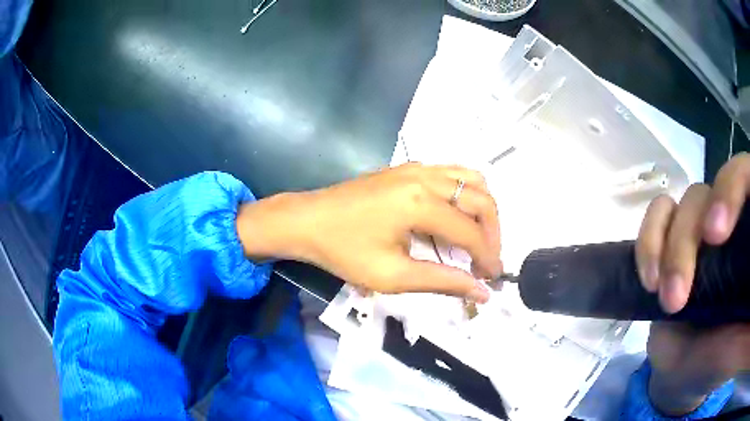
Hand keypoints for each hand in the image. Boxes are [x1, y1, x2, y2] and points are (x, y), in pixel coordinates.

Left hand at [236, 163, 501, 302]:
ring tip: (479, 238)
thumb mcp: (392, 276)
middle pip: (480, 198)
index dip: (488, 257)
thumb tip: (481, 292)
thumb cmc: (344, 251)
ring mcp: (417, 167)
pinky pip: (452, 173)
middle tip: (487, 261)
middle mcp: (425, 177)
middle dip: (493, 232)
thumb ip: (442, 281)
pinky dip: (466, 194)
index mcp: (421, 203)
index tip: (493, 279)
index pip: (471, 232)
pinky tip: (457, 217)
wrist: (307, 221)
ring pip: (471, 179)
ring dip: (483, 209)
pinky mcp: (408, 167)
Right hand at [635, 153, 749, 414]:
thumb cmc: (717, 363)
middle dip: (690, 241)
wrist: (685, 376)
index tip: (716, 234)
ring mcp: (703, 227)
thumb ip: (739, 334)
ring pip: (686, 200)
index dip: (733, 188)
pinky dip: (649, 240)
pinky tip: (648, 278)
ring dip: (668, 247)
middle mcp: (731, 221)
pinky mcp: (674, 239)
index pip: (747, 178)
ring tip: (661, 296)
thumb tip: (746, 312)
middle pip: (712, 189)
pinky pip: (659, 213)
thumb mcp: (732, 352)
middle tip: (677, 297)